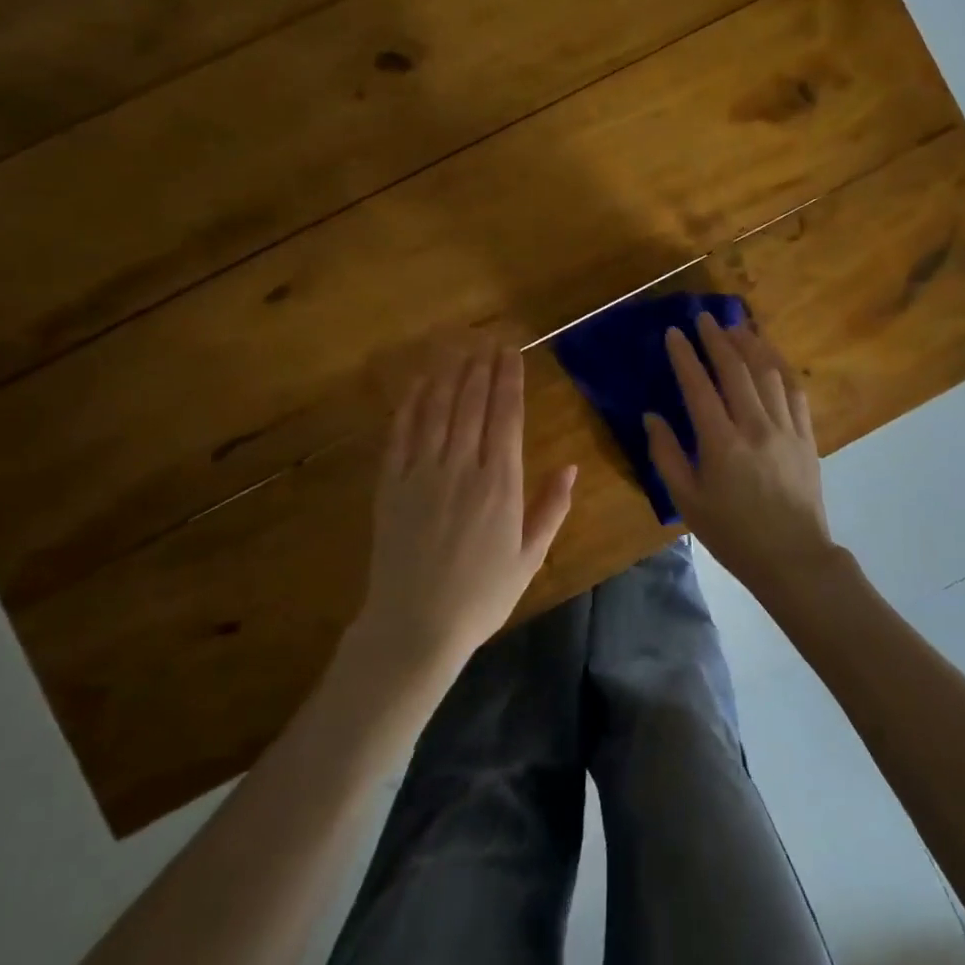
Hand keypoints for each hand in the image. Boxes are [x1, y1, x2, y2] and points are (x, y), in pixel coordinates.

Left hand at [358, 340, 575, 667]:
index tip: (511, 352)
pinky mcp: (391, 484)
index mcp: (501, 484)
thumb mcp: (530, 557)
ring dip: (449, 374)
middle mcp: (462, 468)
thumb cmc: (481, 595)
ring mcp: (422, 473)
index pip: (507, 417)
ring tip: (457, 347)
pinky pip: (401, 433)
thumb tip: (573, 467)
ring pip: (438, 410)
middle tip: (486, 338)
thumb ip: (552, 509)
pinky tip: (419, 383)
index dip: (509, 380)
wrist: (415, 626)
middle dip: (481, 366)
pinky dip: (411, 403)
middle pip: (472, 404)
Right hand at [644, 312, 844, 599]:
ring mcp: (786, 428)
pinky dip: (781, 367)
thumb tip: (651, 417)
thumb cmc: (733, 534)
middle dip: (717, 339)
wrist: (793, 558)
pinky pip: (795, 391)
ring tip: (736, 325)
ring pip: (768, 373)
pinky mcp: (806, 436)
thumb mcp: (688, 502)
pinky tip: (771, 356)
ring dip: (750, 344)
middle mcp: (755, 426)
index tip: (674, 332)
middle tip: (704, 317)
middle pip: (735, 370)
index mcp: (721, 443)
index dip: (684, 356)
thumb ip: (666, 456)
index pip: (699, 387)